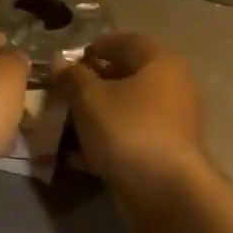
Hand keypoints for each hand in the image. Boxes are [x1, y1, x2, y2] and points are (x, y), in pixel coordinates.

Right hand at [55, 33, 209, 232]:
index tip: (69, 62)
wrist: (165, 192)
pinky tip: (77, 155)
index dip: (96, 47)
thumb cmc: (127, 131)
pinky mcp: (165, 152)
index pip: (126, 41)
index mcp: (159, 63)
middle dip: (91, 85)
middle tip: (62, 94)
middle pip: (126, 77)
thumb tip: (61, 62)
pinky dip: (106, 142)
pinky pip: (130, 137)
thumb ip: (72, 77)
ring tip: (64, 125)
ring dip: (95, 116)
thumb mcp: (89, 99)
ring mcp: (171, 122)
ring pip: (126, 110)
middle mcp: (172, 87)